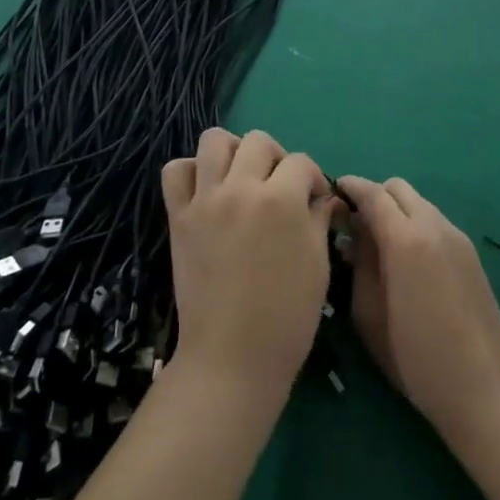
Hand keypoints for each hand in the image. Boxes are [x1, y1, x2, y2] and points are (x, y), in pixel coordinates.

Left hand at [162, 129, 338, 402]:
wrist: (233, 358)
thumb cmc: (287, 318)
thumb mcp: (317, 265)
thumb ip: (319, 220)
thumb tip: (323, 196)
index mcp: (281, 200)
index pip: (300, 162)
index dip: (313, 177)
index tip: (314, 199)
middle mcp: (241, 188)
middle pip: (258, 141)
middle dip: (276, 158)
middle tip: (279, 187)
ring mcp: (206, 200)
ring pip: (214, 141)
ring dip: (233, 152)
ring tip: (241, 178)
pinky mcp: (179, 217)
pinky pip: (176, 171)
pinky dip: (191, 171)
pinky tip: (207, 190)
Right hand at [338, 176, 499, 442]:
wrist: (483, 388)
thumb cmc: (416, 357)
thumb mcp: (369, 315)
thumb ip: (358, 264)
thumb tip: (352, 234)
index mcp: (405, 239)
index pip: (373, 193)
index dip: (351, 187)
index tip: (333, 191)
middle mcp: (434, 226)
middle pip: (398, 188)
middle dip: (374, 196)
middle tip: (356, 225)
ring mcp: (457, 237)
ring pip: (419, 203)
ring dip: (396, 211)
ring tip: (381, 245)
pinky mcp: (471, 253)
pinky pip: (435, 221)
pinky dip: (415, 225)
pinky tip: (409, 261)